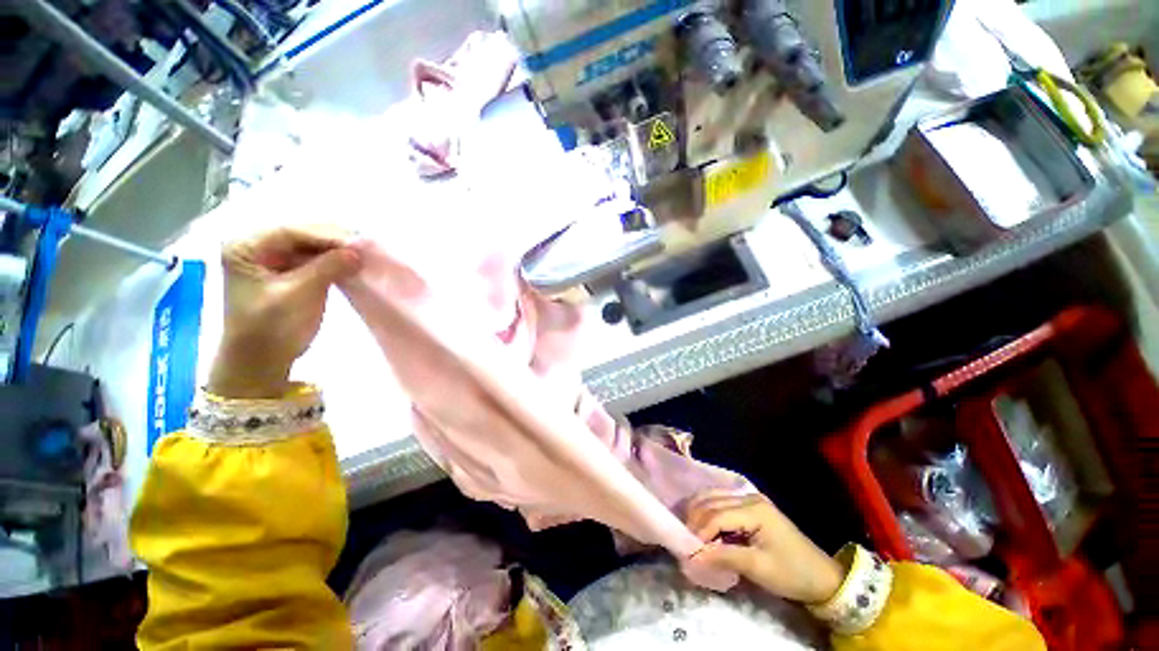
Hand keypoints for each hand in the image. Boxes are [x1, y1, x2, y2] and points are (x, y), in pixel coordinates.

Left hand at [207, 226, 361, 398]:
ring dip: (341, 250)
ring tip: (367, 254)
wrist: (263, 359)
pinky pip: (319, 258)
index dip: (327, 235)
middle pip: (304, 234)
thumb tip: (358, 251)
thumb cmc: (270, 328)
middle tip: (368, 247)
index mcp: (246, 247)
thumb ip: (325, 269)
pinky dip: (339, 260)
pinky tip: (357, 262)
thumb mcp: (296, 296)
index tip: (359, 243)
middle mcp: (260, 245)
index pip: (291, 231)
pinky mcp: (294, 270)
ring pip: (315, 244)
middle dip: (336, 240)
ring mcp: (278, 258)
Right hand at [686, 491, 844, 603]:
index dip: (699, 531)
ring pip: (712, 497)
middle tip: (685, 540)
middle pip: (711, 501)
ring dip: (698, 513)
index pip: (716, 515)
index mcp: (754, 509)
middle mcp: (748, 497)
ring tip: (691, 533)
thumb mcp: (758, 569)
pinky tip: (704, 526)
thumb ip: (724, 557)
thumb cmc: (792, 574)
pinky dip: (708, 512)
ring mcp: (749, 498)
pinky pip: (720, 501)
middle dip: (695, 520)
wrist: (823, 577)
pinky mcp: (750, 506)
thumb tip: (693, 555)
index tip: (687, 549)